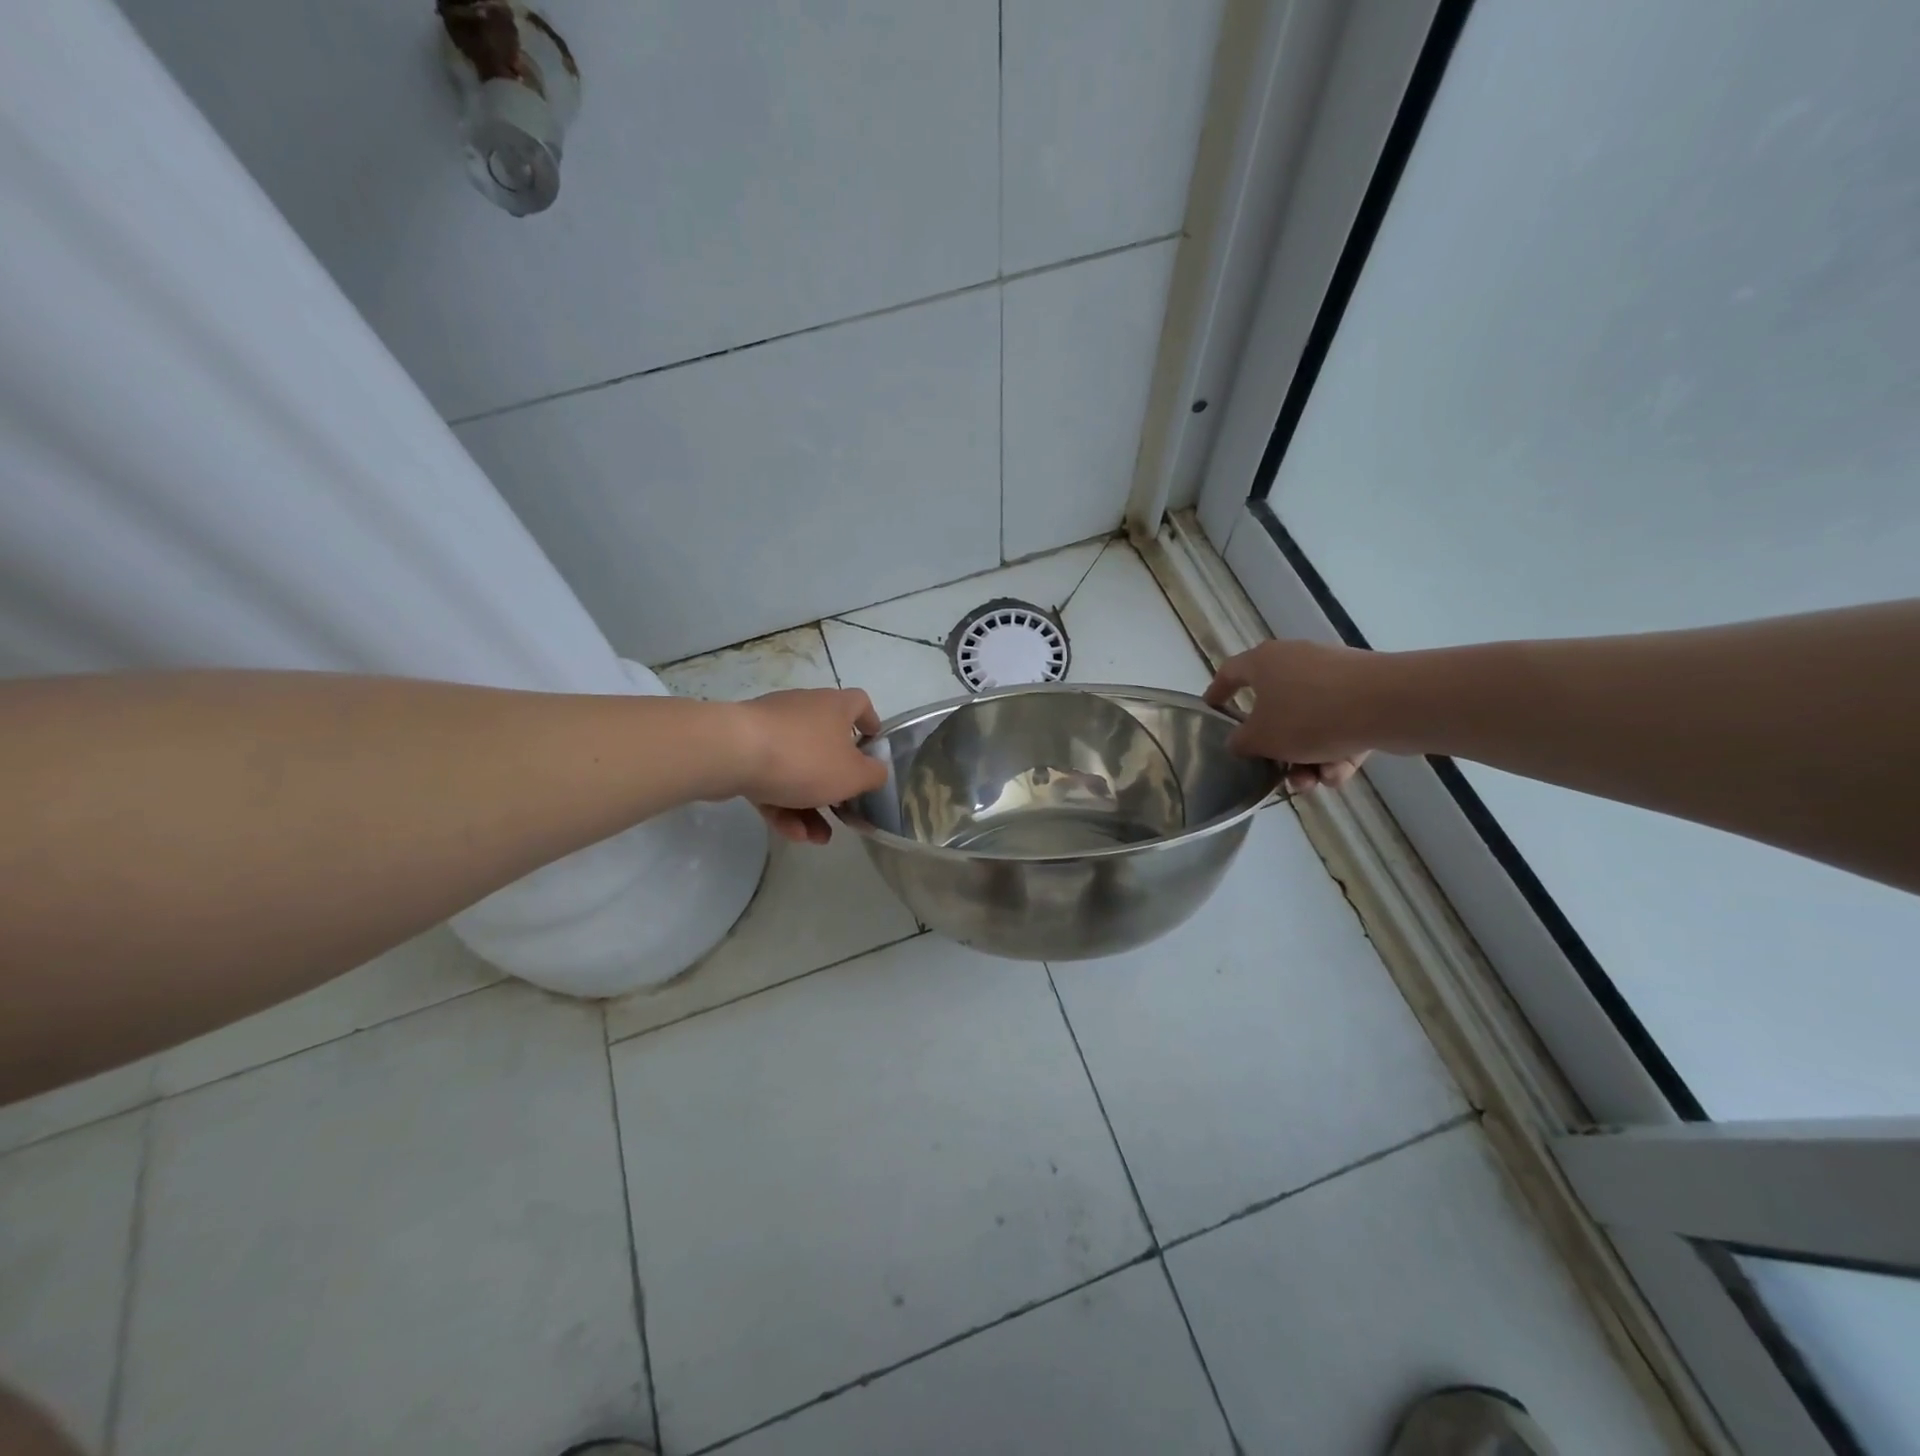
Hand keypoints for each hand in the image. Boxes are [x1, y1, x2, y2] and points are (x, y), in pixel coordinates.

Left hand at [732, 688, 888, 843]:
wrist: (731, 753)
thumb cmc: (804, 758)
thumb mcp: (853, 775)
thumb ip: (873, 776)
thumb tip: (877, 772)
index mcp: (834, 707)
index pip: (859, 703)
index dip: (870, 722)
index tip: (873, 744)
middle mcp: (804, 710)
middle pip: (827, 745)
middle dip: (836, 784)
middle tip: (844, 809)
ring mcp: (770, 729)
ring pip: (798, 769)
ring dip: (810, 805)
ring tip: (816, 838)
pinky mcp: (743, 749)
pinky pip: (771, 778)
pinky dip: (783, 804)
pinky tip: (790, 833)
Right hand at [1205, 638, 1377, 792]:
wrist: (1388, 705)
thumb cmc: (1309, 716)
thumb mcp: (1261, 739)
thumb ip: (1241, 743)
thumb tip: (1239, 742)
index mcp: (1264, 662)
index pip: (1230, 673)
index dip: (1217, 693)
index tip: (1212, 710)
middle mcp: (1296, 661)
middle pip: (1275, 708)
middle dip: (1276, 748)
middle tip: (1275, 771)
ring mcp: (1334, 674)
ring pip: (1310, 723)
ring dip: (1307, 757)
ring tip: (1315, 783)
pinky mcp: (1365, 691)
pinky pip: (1340, 725)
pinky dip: (1336, 750)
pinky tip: (1340, 773)